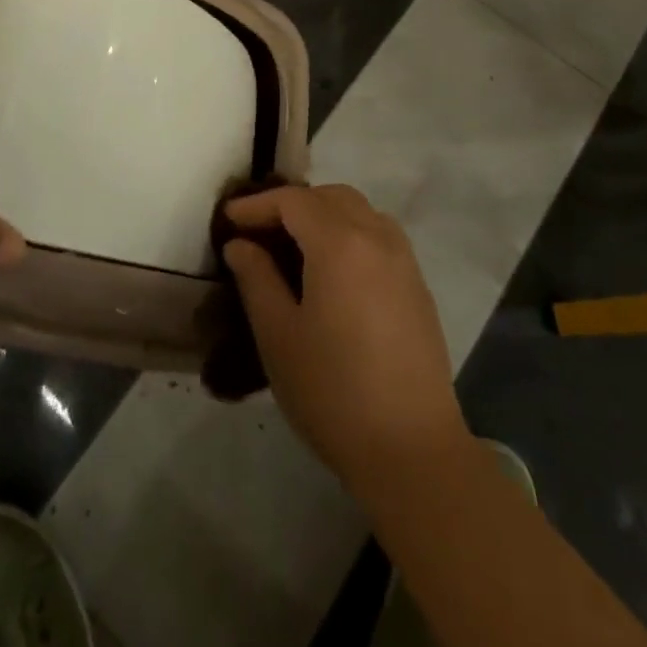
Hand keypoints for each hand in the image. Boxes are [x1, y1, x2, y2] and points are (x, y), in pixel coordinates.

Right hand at [224, 184, 467, 488]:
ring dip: (323, 215)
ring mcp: (403, 260)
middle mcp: (377, 238)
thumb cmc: (334, 392)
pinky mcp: (417, 285)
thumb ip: (256, 278)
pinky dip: (350, 233)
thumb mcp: (278, 335)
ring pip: (359, 211)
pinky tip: (332, 270)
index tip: (228, 220)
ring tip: (294, 247)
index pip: (293, 201)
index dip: (257, 205)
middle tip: (259, 232)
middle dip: (291, 205)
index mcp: (340, 243)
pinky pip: (379, 235)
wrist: (412, 450)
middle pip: (330, 197)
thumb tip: (241, 244)